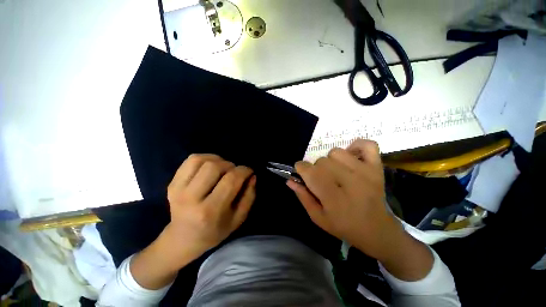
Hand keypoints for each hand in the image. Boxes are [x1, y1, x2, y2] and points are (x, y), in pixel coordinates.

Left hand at [131, 154, 255, 289]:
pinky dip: (205, 158)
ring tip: (223, 169)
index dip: (244, 171)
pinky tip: (211, 166)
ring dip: (218, 160)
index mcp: (210, 211)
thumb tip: (252, 175)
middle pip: (215, 167)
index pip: (231, 180)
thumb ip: (249, 196)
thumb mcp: (238, 218)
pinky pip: (191, 160)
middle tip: (234, 173)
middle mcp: (191, 198)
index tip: (249, 171)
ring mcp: (178, 189)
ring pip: (201, 160)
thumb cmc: (215, 231)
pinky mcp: (172, 183)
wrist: (183, 239)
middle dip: (231, 165)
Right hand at [287, 140, 402, 260]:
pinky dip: (357, 145)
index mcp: (333, 197)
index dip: (301, 169)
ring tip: (336, 171)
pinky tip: (351, 157)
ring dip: (331, 160)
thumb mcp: (318, 217)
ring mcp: (365, 172)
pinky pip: (367, 145)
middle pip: (321, 161)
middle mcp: (349, 181)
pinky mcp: (376, 167)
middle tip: (323, 180)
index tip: (302, 173)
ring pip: (336, 152)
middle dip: (316, 169)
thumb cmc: (344, 226)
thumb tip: (290, 180)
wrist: (377, 230)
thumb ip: (303, 197)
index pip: (309, 171)